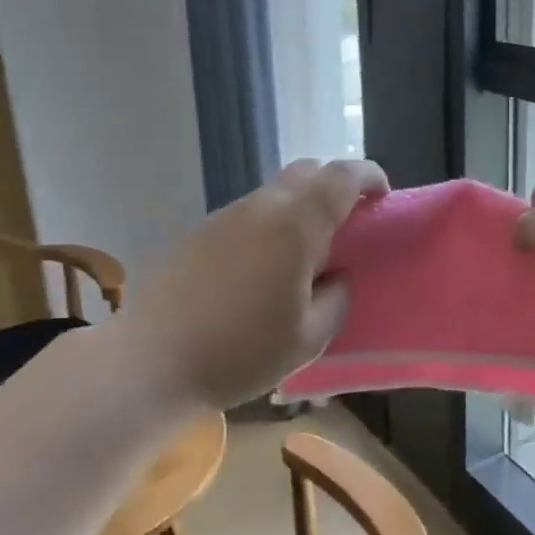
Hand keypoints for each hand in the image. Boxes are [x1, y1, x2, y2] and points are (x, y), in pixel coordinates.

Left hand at [120, 158, 388, 409]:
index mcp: (294, 225)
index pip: (341, 176)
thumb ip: (336, 298)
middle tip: (348, 224)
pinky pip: (249, 213)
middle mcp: (260, 207)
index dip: (369, 177)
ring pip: (275, 191)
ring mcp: (224, 216)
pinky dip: (272, 223)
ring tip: (308, 252)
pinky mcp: (199, 233)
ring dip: (301, 205)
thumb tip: (336, 277)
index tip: (382, 198)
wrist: (151, 362)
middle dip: (336, 186)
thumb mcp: (309, 338)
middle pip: (307, 171)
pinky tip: (266, 267)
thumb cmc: (240, 351)